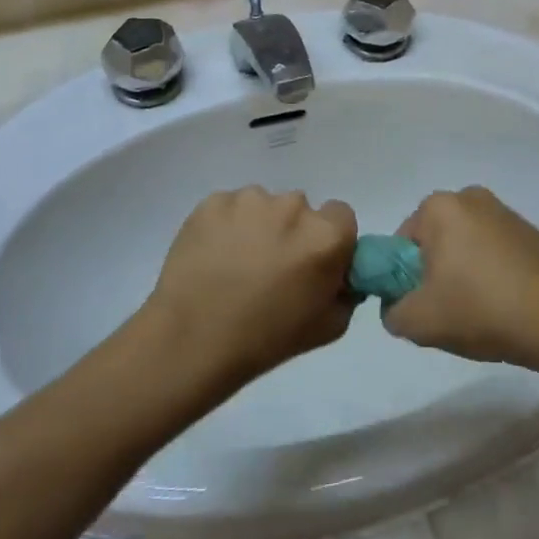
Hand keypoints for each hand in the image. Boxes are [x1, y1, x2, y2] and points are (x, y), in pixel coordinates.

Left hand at [141, 186, 357, 388]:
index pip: (341, 216)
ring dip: (258, 227)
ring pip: (263, 206)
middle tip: (271, 268)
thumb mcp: (328, 327)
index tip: (312, 263)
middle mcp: (293, 206)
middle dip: (291, 232)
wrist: (192, 339)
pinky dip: (226, 226)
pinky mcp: (214, 201)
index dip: (329, 239)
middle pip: (300, 209)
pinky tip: (213, 257)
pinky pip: (230, 208)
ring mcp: (250, 199)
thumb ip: (347, 291)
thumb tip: (341, 273)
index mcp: (325, 235)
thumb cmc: (266, 340)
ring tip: (235, 264)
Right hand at [382, 186, 538, 366]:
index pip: (402, 244)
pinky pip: (496, 253)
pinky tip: (504, 306)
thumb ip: (392, 311)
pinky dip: (493, 275)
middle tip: (447, 312)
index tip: (421, 305)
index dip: (404, 279)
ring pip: (466, 248)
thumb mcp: (418, 322)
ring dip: (465, 274)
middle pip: (435, 243)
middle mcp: (471, 197)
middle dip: (436, 274)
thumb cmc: (480, 309)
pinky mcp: (532, 233)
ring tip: (479, 313)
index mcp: (439, 206)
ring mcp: (505, 213)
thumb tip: (397, 306)